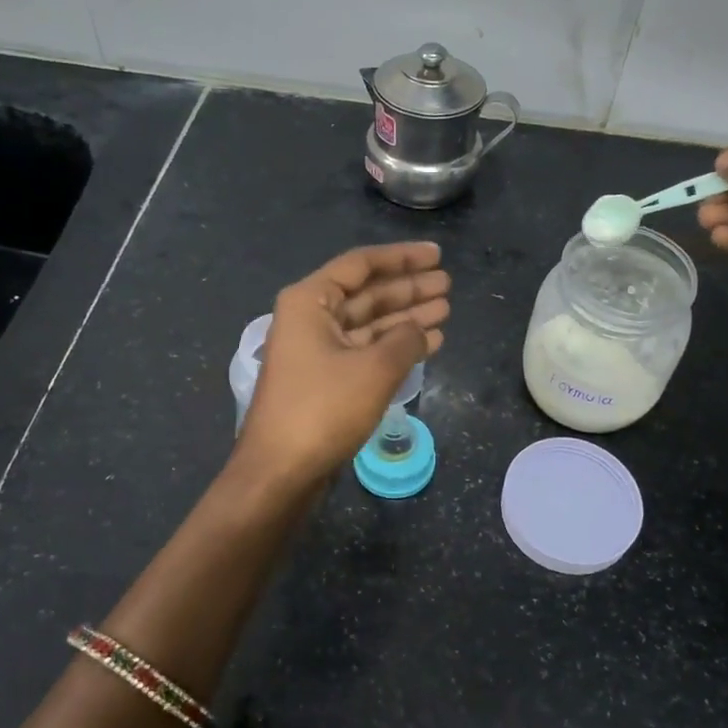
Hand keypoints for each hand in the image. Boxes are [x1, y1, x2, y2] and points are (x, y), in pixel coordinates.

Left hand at [234, 242, 450, 490]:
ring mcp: (317, 351)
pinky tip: (428, 344)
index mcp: (310, 301)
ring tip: (445, 311)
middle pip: (367, 293)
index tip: (438, 255)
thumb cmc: (323, 409)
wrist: (280, 471)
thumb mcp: (374, 369)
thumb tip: (421, 329)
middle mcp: (310, 319)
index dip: (403, 258)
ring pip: (369, 324)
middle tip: (447, 284)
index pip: (361, 265)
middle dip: (408, 288)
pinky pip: (365, 351)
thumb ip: (405, 339)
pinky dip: (395, 347)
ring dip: (406, 318)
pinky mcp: (325, 381)